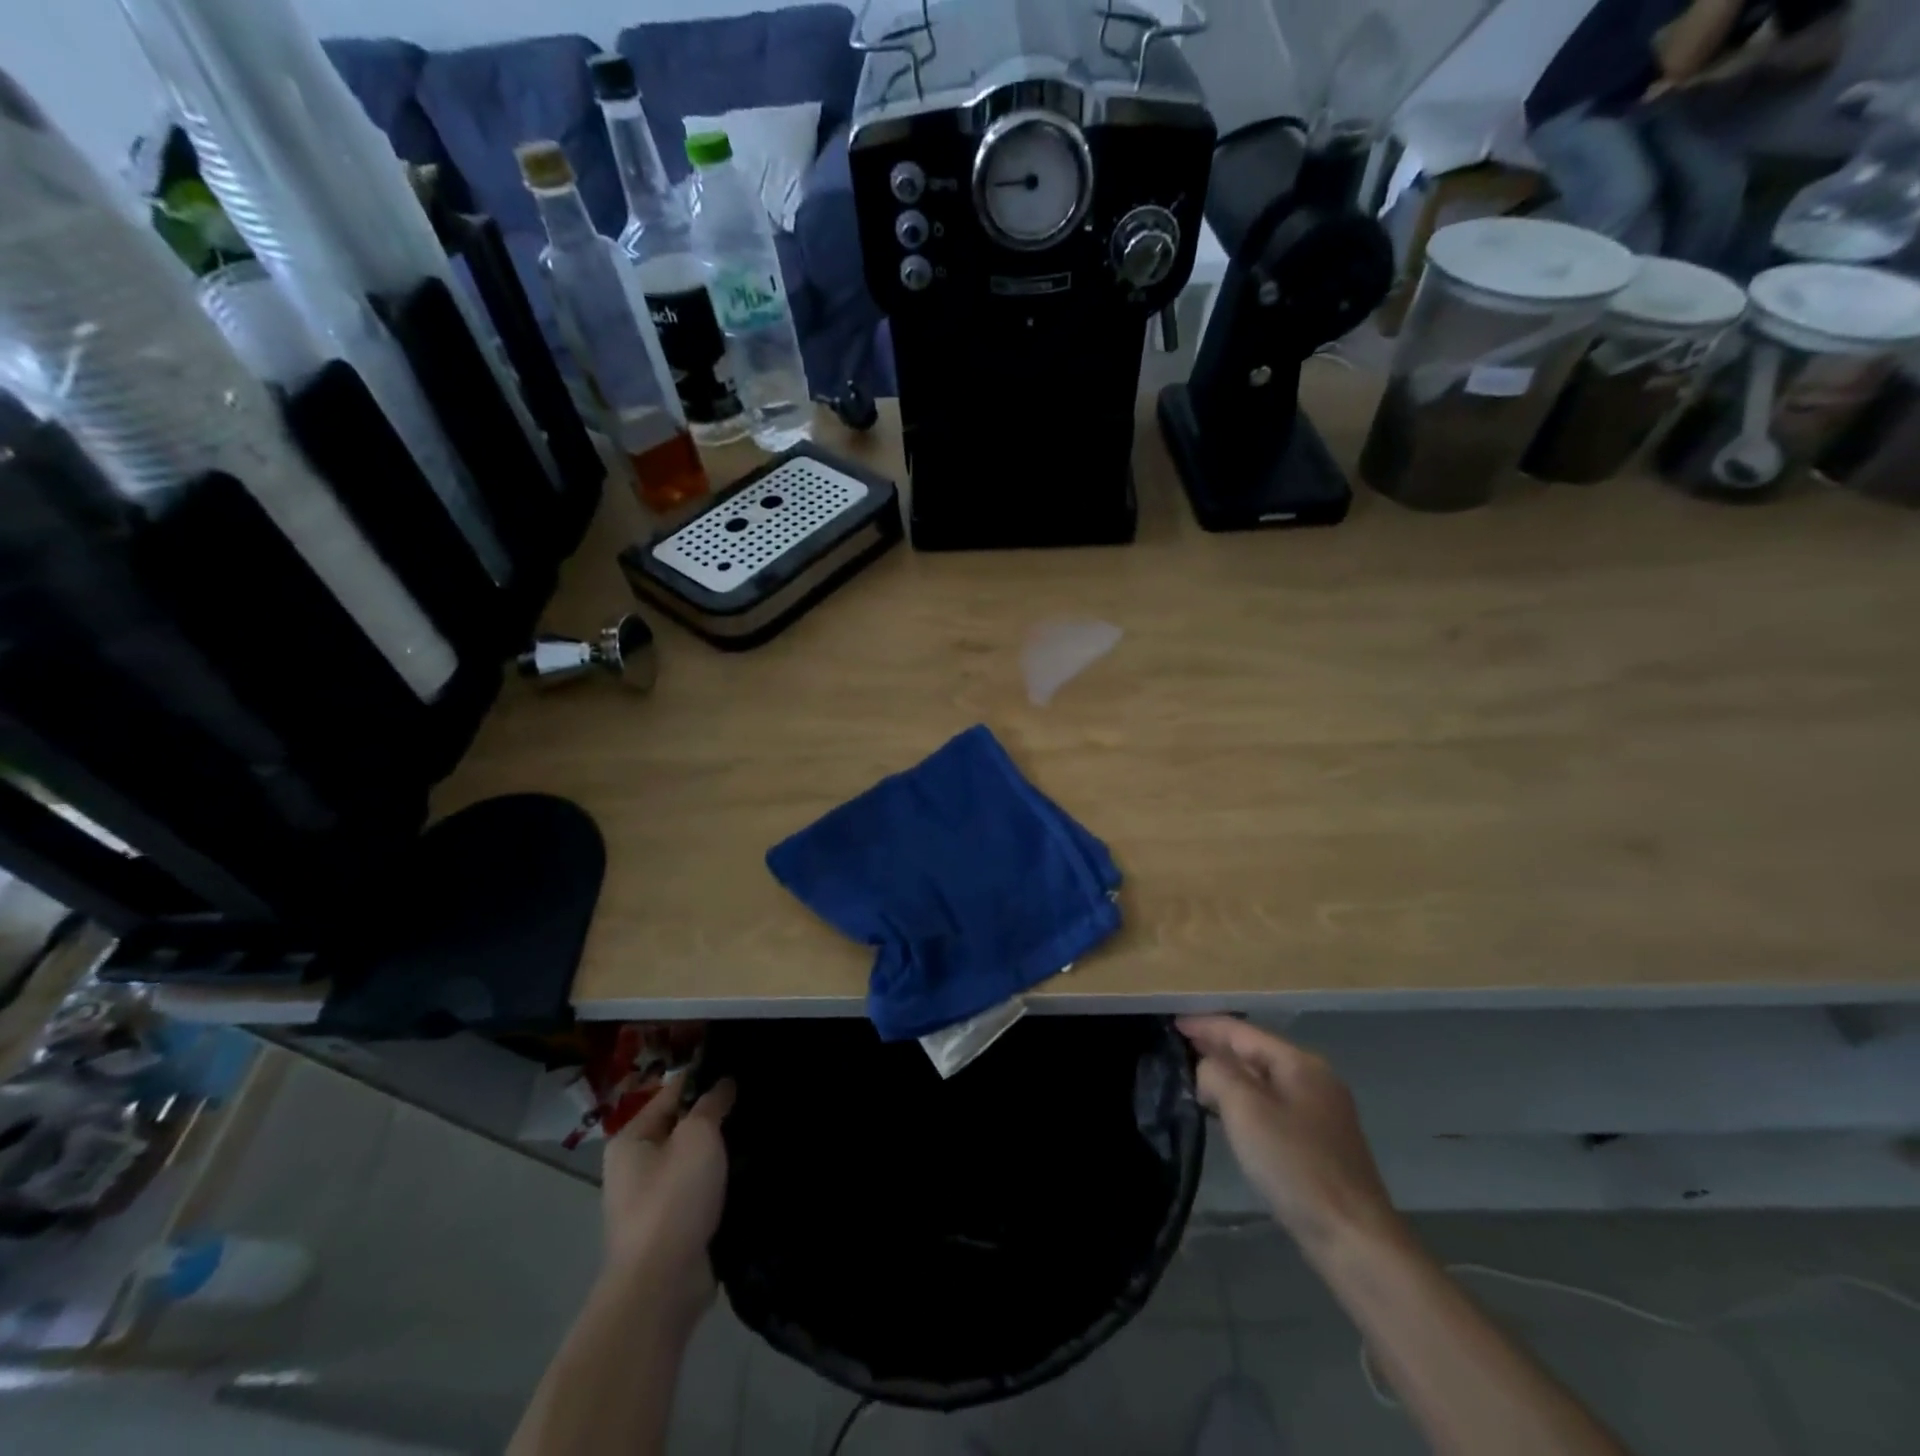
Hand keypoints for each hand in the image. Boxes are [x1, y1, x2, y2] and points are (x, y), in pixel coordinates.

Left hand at [600, 1077, 735, 1323]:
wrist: (662, 1286)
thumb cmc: (673, 1198)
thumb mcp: (697, 1136)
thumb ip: (711, 1103)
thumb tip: (723, 1083)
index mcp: (631, 1139)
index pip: (673, 1092)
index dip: (706, 1077)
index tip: (743, 1067)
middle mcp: (636, 1167)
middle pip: (684, 1126)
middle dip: (718, 1115)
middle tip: (757, 1098)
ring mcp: (654, 1200)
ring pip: (697, 1159)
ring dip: (724, 1150)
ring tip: (762, 1130)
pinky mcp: (675, 1226)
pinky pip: (703, 1189)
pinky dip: (724, 1180)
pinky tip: (754, 1169)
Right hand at [1178, 1016, 1400, 1257]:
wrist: (1353, 1237)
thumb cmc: (1295, 1164)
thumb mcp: (1245, 1109)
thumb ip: (1217, 1073)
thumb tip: (1206, 1067)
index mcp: (1299, 1063)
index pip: (1242, 1031)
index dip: (1205, 1025)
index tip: (1172, 1023)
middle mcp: (1314, 1078)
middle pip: (1255, 1051)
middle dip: (1217, 1047)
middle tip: (1178, 1047)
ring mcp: (1321, 1111)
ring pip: (1263, 1080)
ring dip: (1229, 1075)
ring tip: (1195, 1078)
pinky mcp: (1319, 1142)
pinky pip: (1272, 1104)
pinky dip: (1245, 1100)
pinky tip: (1227, 1113)